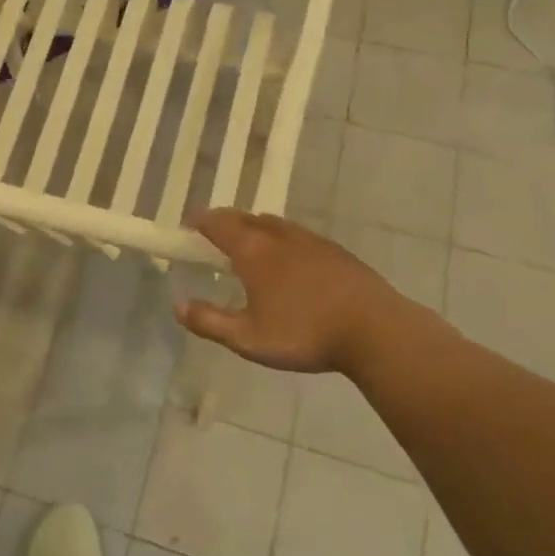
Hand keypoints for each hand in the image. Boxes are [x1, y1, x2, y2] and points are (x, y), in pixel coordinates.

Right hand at [176, 209, 427, 374]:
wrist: (376, 331)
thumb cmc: (304, 334)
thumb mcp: (248, 338)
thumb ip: (209, 322)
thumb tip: (178, 306)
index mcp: (253, 250)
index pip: (217, 223)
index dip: (198, 221)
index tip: (187, 227)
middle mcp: (279, 235)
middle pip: (244, 217)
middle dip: (223, 223)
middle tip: (212, 238)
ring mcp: (310, 240)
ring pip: (273, 224)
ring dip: (253, 229)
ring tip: (248, 249)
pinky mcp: (335, 251)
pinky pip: (297, 236)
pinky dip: (281, 240)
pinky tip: (288, 264)